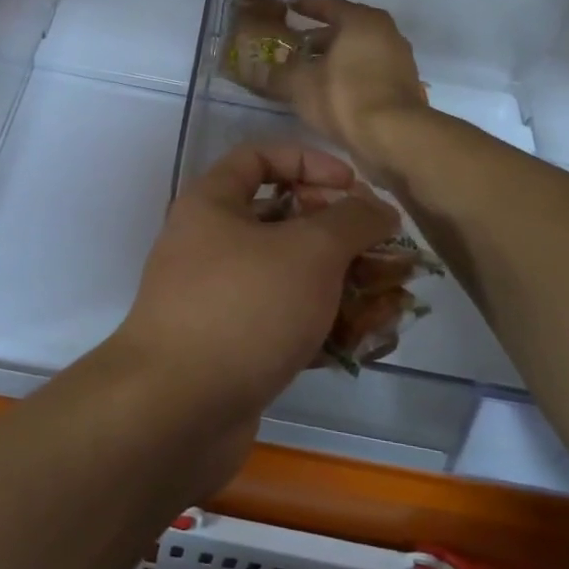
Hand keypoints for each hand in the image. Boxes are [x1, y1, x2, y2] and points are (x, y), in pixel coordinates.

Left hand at [109, 144, 397, 451]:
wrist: (176, 411)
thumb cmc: (243, 307)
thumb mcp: (309, 251)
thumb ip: (351, 220)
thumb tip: (378, 206)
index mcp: (213, 204)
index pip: (260, 158)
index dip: (310, 162)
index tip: (354, 187)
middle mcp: (210, 244)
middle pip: (283, 220)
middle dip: (340, 234)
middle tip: (384, 251)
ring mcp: (219, 299)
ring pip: (290, 277)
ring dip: (343, 286)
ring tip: (393, 302)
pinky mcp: (232, 347)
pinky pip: (285, 323)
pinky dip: (324, 327)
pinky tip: (367, 342)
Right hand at [284, 0, 428, 169]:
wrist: (395, 138)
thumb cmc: (344, 97)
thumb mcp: (300, 85)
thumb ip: (277, 74)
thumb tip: (255, 70)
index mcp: (362, 21)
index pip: (328, 5)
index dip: (305, 5)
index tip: (289, 3)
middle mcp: (386, 33)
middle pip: (346, 29)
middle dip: (318, 37)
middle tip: (294, 45)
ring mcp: (399, 60)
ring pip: (358, 52)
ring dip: (334, 59)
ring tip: (308, 71)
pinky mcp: (403, 87)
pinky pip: (368, 72)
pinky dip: (348, 75)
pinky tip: (330, 91)